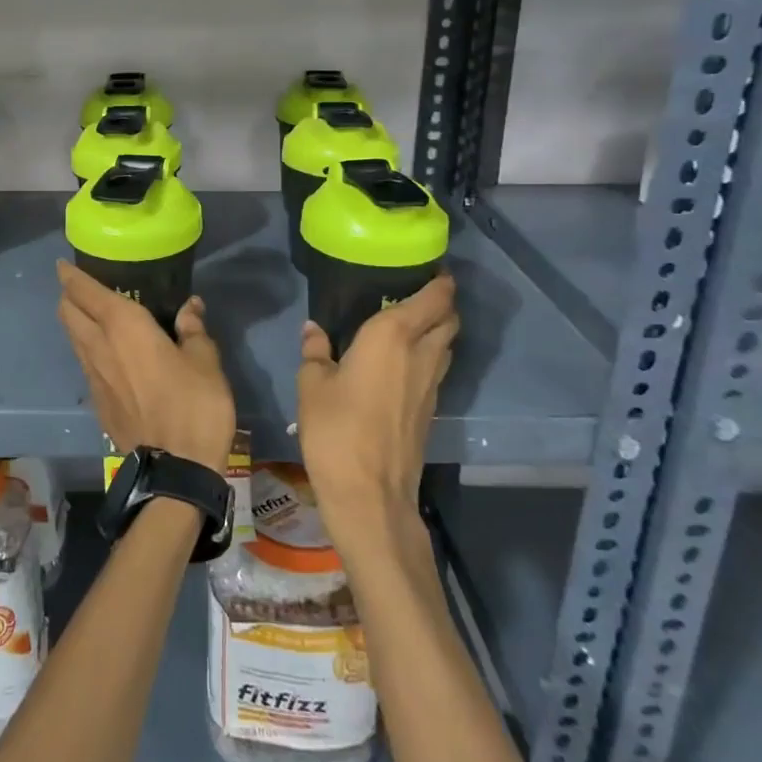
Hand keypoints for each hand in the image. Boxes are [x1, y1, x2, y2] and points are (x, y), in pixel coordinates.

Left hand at [56, 261, 236, 471]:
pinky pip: (85, 363)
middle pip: (68, 312)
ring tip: (93, 316)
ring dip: (76, 322)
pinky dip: (88, 349)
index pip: (85, 291)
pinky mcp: (97, 402)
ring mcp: (93, 376)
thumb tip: (190, 306)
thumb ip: (193, 329)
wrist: (175, 470)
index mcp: (123, 326)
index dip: (71, 275)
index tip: (63, 265)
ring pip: (73, 338)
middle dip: (69, 295)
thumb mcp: (205, 361)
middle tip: (81, 287)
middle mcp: (99, 346)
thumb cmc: (194, 405)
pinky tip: (107, 354)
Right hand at [296, 275, 458, 531]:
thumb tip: (314, 329)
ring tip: (410, 323)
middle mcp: (421, 354)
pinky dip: (429, 355)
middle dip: (441, 302)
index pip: (434, 298)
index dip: (440, 281)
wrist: (370, 494)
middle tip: (415, 292)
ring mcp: (431, 385)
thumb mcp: (312, 385)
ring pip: (447, 345)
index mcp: (392, 336)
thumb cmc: (336, 430)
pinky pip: (437, 368)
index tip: (430, 267)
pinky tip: (403, 362)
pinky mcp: (430, 410)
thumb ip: (315, 351)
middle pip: (449, 319)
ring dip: (438, 329)